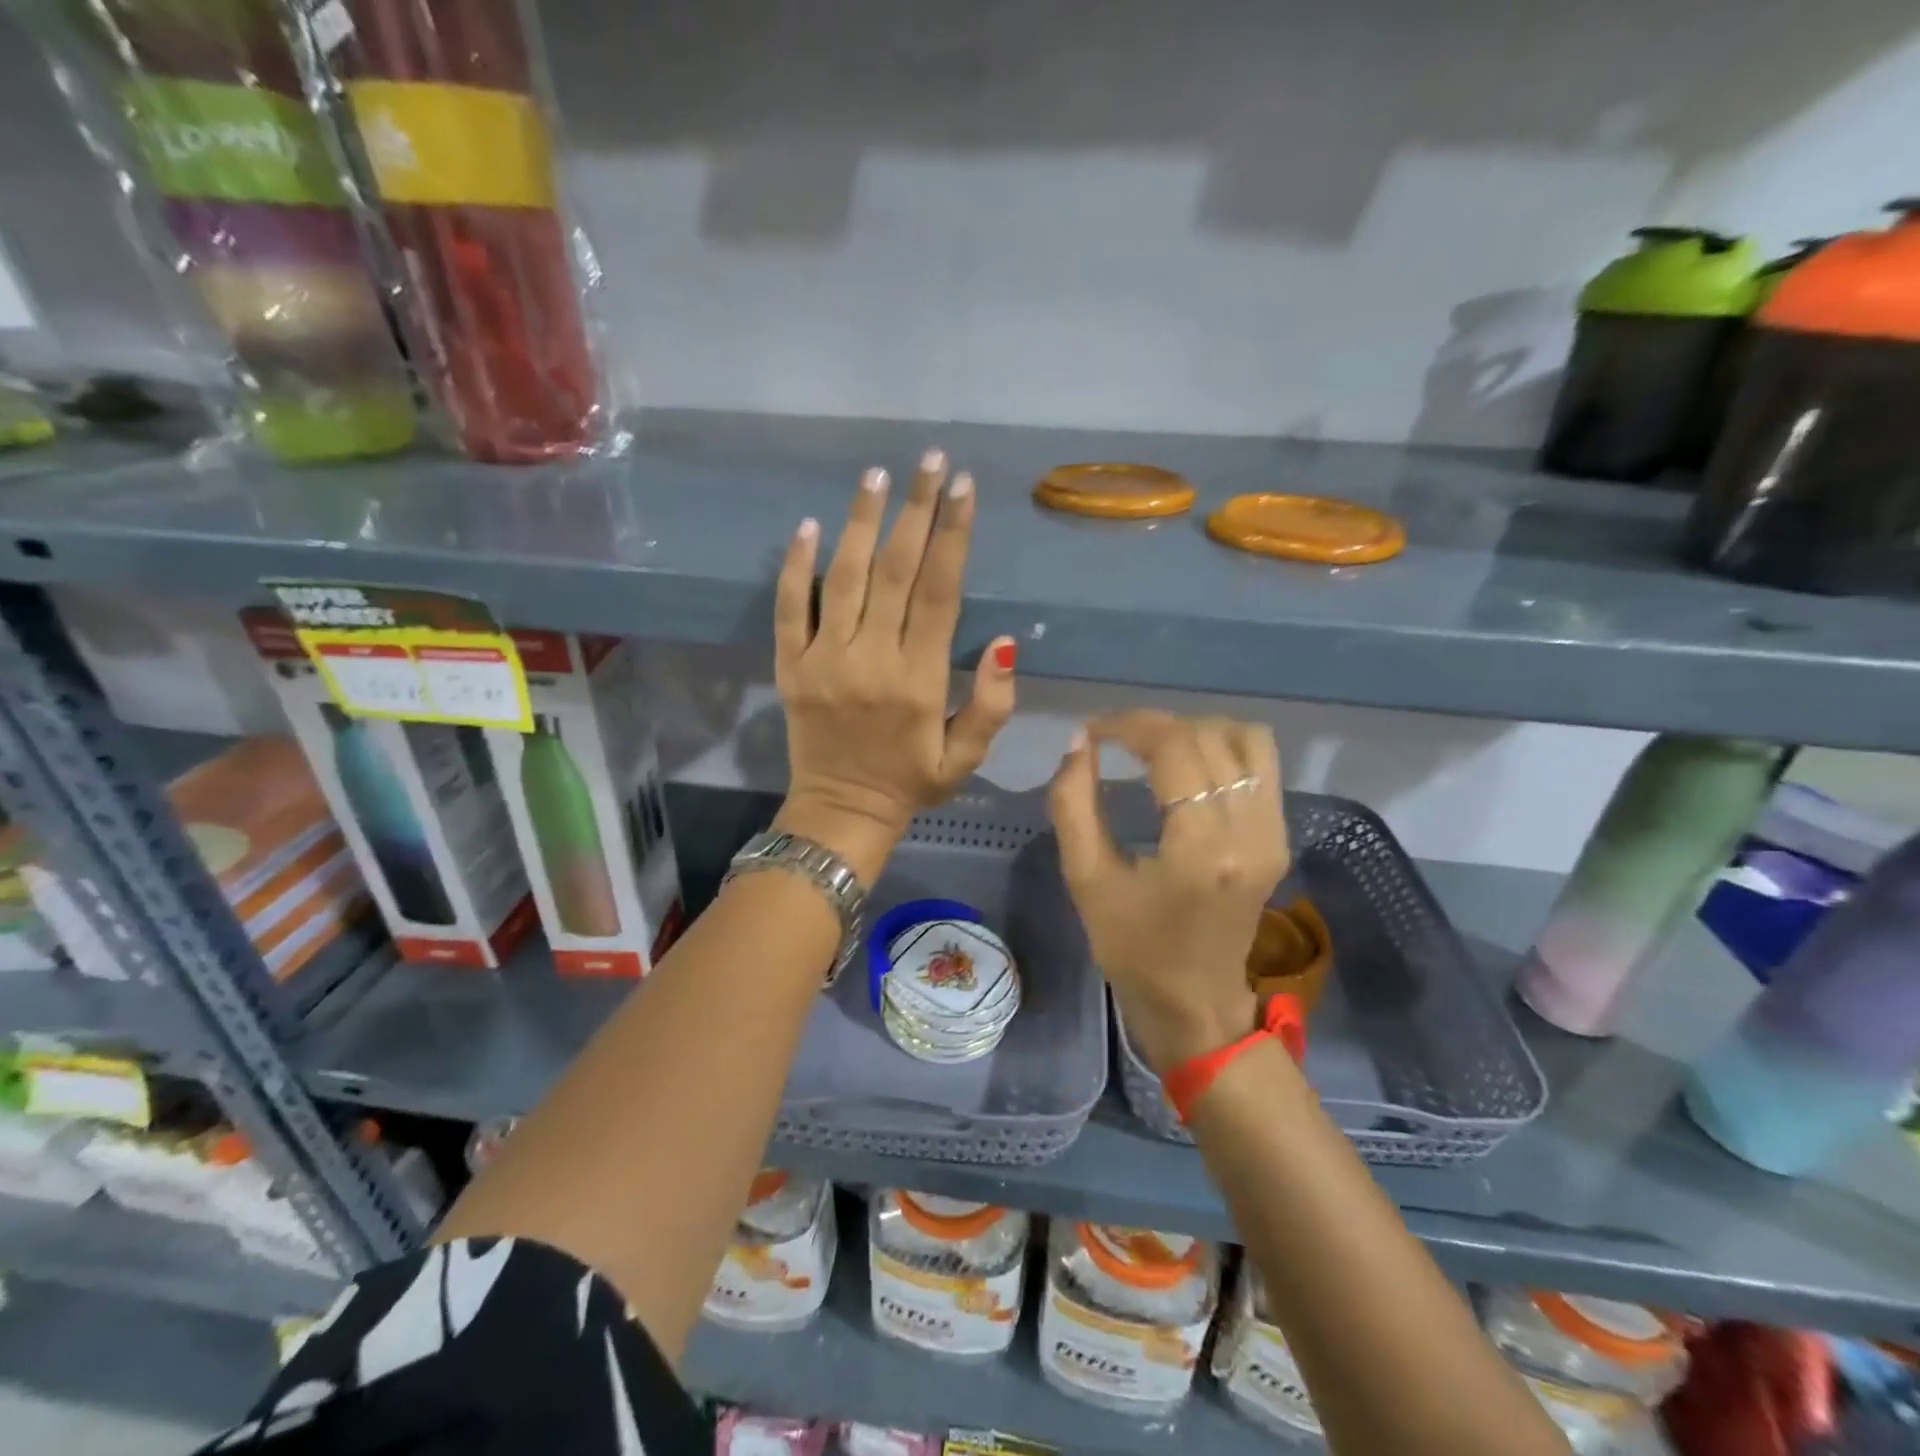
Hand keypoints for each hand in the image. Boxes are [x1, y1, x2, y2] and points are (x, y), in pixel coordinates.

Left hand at [772, 450, 1016, 880]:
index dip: (954, 536)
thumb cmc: (911, 783)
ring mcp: (825, 661)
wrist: (841, 812)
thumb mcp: (966, 758)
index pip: (940, 593)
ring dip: (861, 523)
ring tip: (877, 476)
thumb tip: (1006, 641)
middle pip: (895, 571)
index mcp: (919, 680)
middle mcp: (872, 660)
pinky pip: (790, 609)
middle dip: (917, 510)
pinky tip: (809, 525)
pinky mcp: (791, 667)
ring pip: (843, 579)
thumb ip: (991, 704)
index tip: (964, 487)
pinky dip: (796, 566)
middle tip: (930, 460)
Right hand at [1048, 712, 1289, 1072]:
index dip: (1129, 725)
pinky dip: (1224, 747)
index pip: (1174, 748)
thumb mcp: (1086, 879)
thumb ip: (1073, 805)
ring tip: (1154, 747)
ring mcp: (1273, 833)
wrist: (1196, 1004)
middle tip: (1114, 738)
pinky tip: (1188, 766)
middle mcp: (1249, 831)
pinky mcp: (1279, 837)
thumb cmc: (1132, 950)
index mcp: (1201, 849)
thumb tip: (1080, 744)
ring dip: (1195, 730)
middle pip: (1208, 737)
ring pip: (1246, 739)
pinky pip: (1262, 764)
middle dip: (1155, 725)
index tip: (1094, 730)